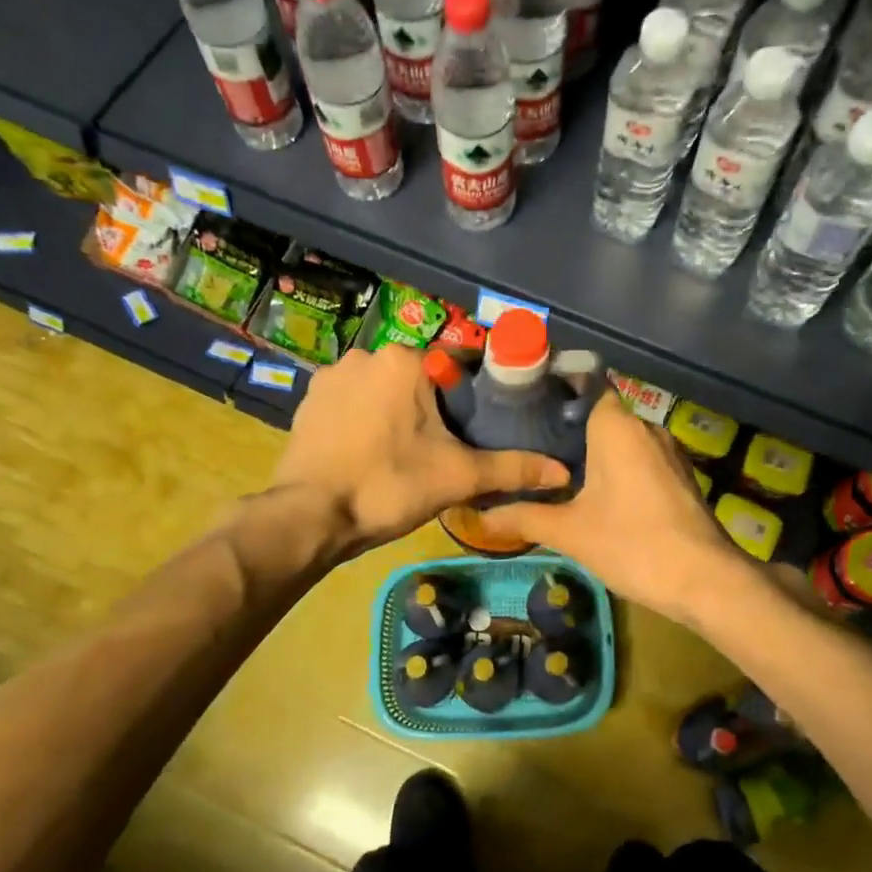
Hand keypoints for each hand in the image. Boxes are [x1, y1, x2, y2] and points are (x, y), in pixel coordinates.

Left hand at [273, 343, 568, 556]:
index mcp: (407, 361)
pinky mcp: (308, 399)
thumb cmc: (389, 486)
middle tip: (442, 447)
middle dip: (432, 406)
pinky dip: (364, 418)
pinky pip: (352, 401)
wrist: (310, 516)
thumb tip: (562, 471)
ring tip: (404, 452)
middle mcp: (367, 354)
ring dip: (396, 410)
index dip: (472, 398)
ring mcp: (332, 375)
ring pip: (384, 388)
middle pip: (420, 377)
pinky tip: (369, 450)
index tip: (476, 428)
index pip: (458, 366)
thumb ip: (512, 468)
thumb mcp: (458, 476)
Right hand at [475, 391, 738, 622]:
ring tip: (556, 468)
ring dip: (595, 450)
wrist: (704, 579)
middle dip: (569, 427)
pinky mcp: (681, 475)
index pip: (585, 385)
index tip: (527, 406)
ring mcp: (668, 451)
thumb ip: (523, 516)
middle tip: (529, 443)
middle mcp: (645, 427)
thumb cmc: (632, 543)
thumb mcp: (569, 532)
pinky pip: (641, 458)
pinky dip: (618, 466)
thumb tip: (477, 517)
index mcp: (616, 426)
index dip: (557, 392)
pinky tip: (597, 492)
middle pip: (601, 414)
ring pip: (623, 439)